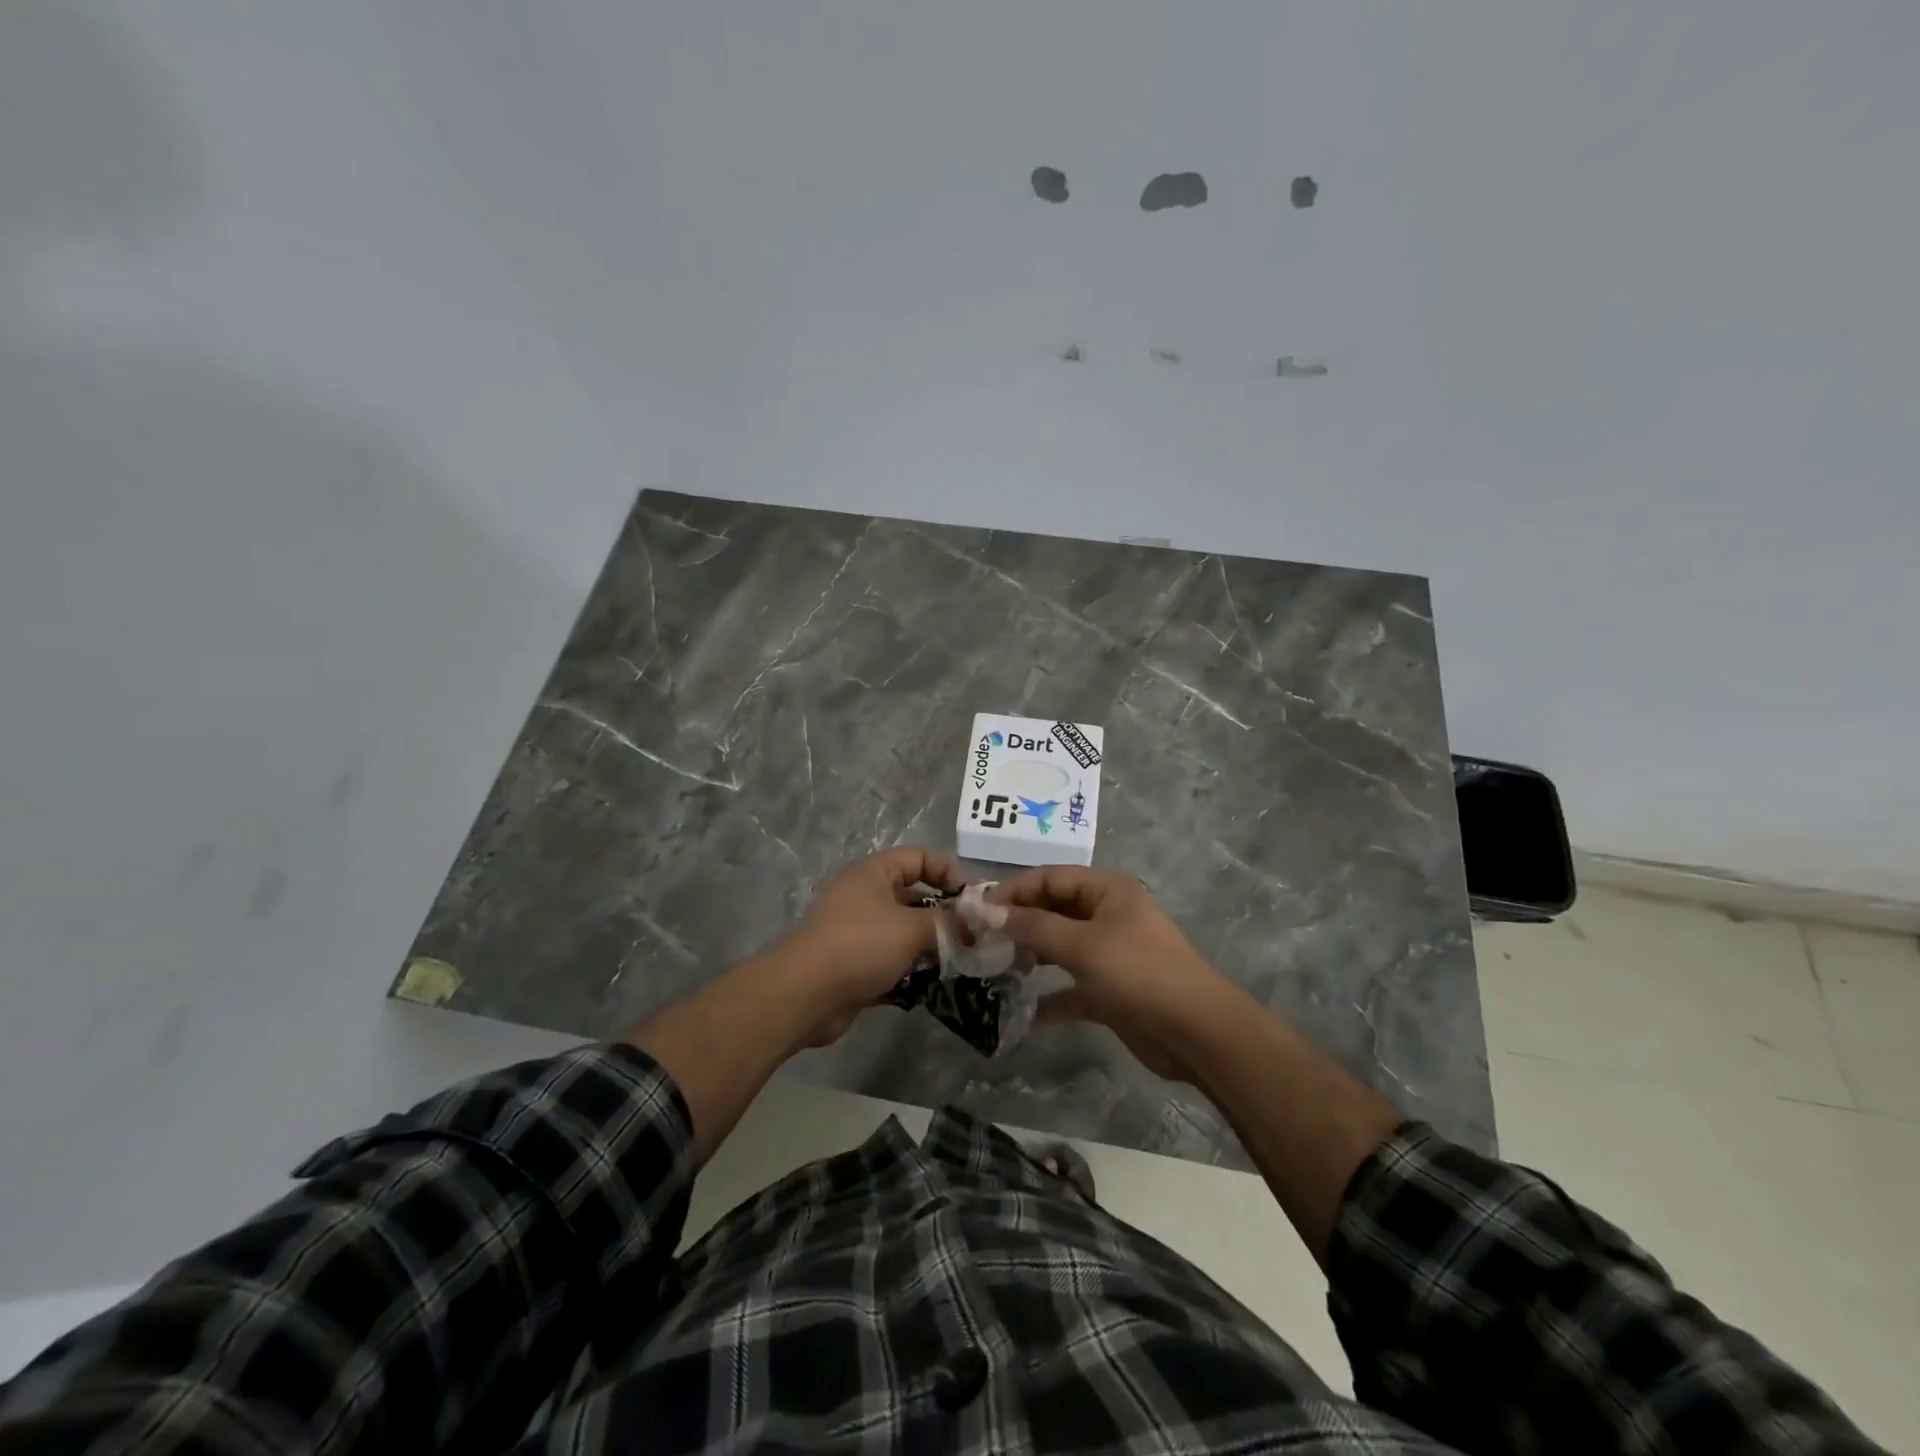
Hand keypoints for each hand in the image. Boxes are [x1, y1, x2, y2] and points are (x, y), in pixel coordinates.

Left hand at [776, 847, 963, 1042]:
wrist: (804, 994)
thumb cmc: (860, 945)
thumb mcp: (911, 928)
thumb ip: (947, 923)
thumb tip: (975, 925)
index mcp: (874, 873)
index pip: (920, 858)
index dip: (949, 872)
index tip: (974, 900)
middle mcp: (866, 896)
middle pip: (915, 896)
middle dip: (945, 915)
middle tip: (976, 936)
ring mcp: (859, 932)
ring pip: (906, 931)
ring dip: (931, 945)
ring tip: (962, 961)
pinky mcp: (856, 965)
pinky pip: (893, 961)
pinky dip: (913, 970)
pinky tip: (937, 984)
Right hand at [988, 867, 1227, 1079]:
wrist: (1196, 1033)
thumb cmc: (1139, 973)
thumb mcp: (1082, 945)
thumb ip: (1031, 926)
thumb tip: (984, 911)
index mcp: (1106, 890)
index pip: (1049, 877)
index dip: (1012, 891)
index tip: (976, 912)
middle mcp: (1106, 914)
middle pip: (1052, 910)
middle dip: (1016, 924)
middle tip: (978, 942)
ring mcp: (1108, 953)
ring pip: (1058, 947)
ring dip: (1028, 958)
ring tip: (991, 970)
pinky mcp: (1109, 990)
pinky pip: (1069, 987)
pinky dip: (1048, 997)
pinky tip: (1019, 1012)